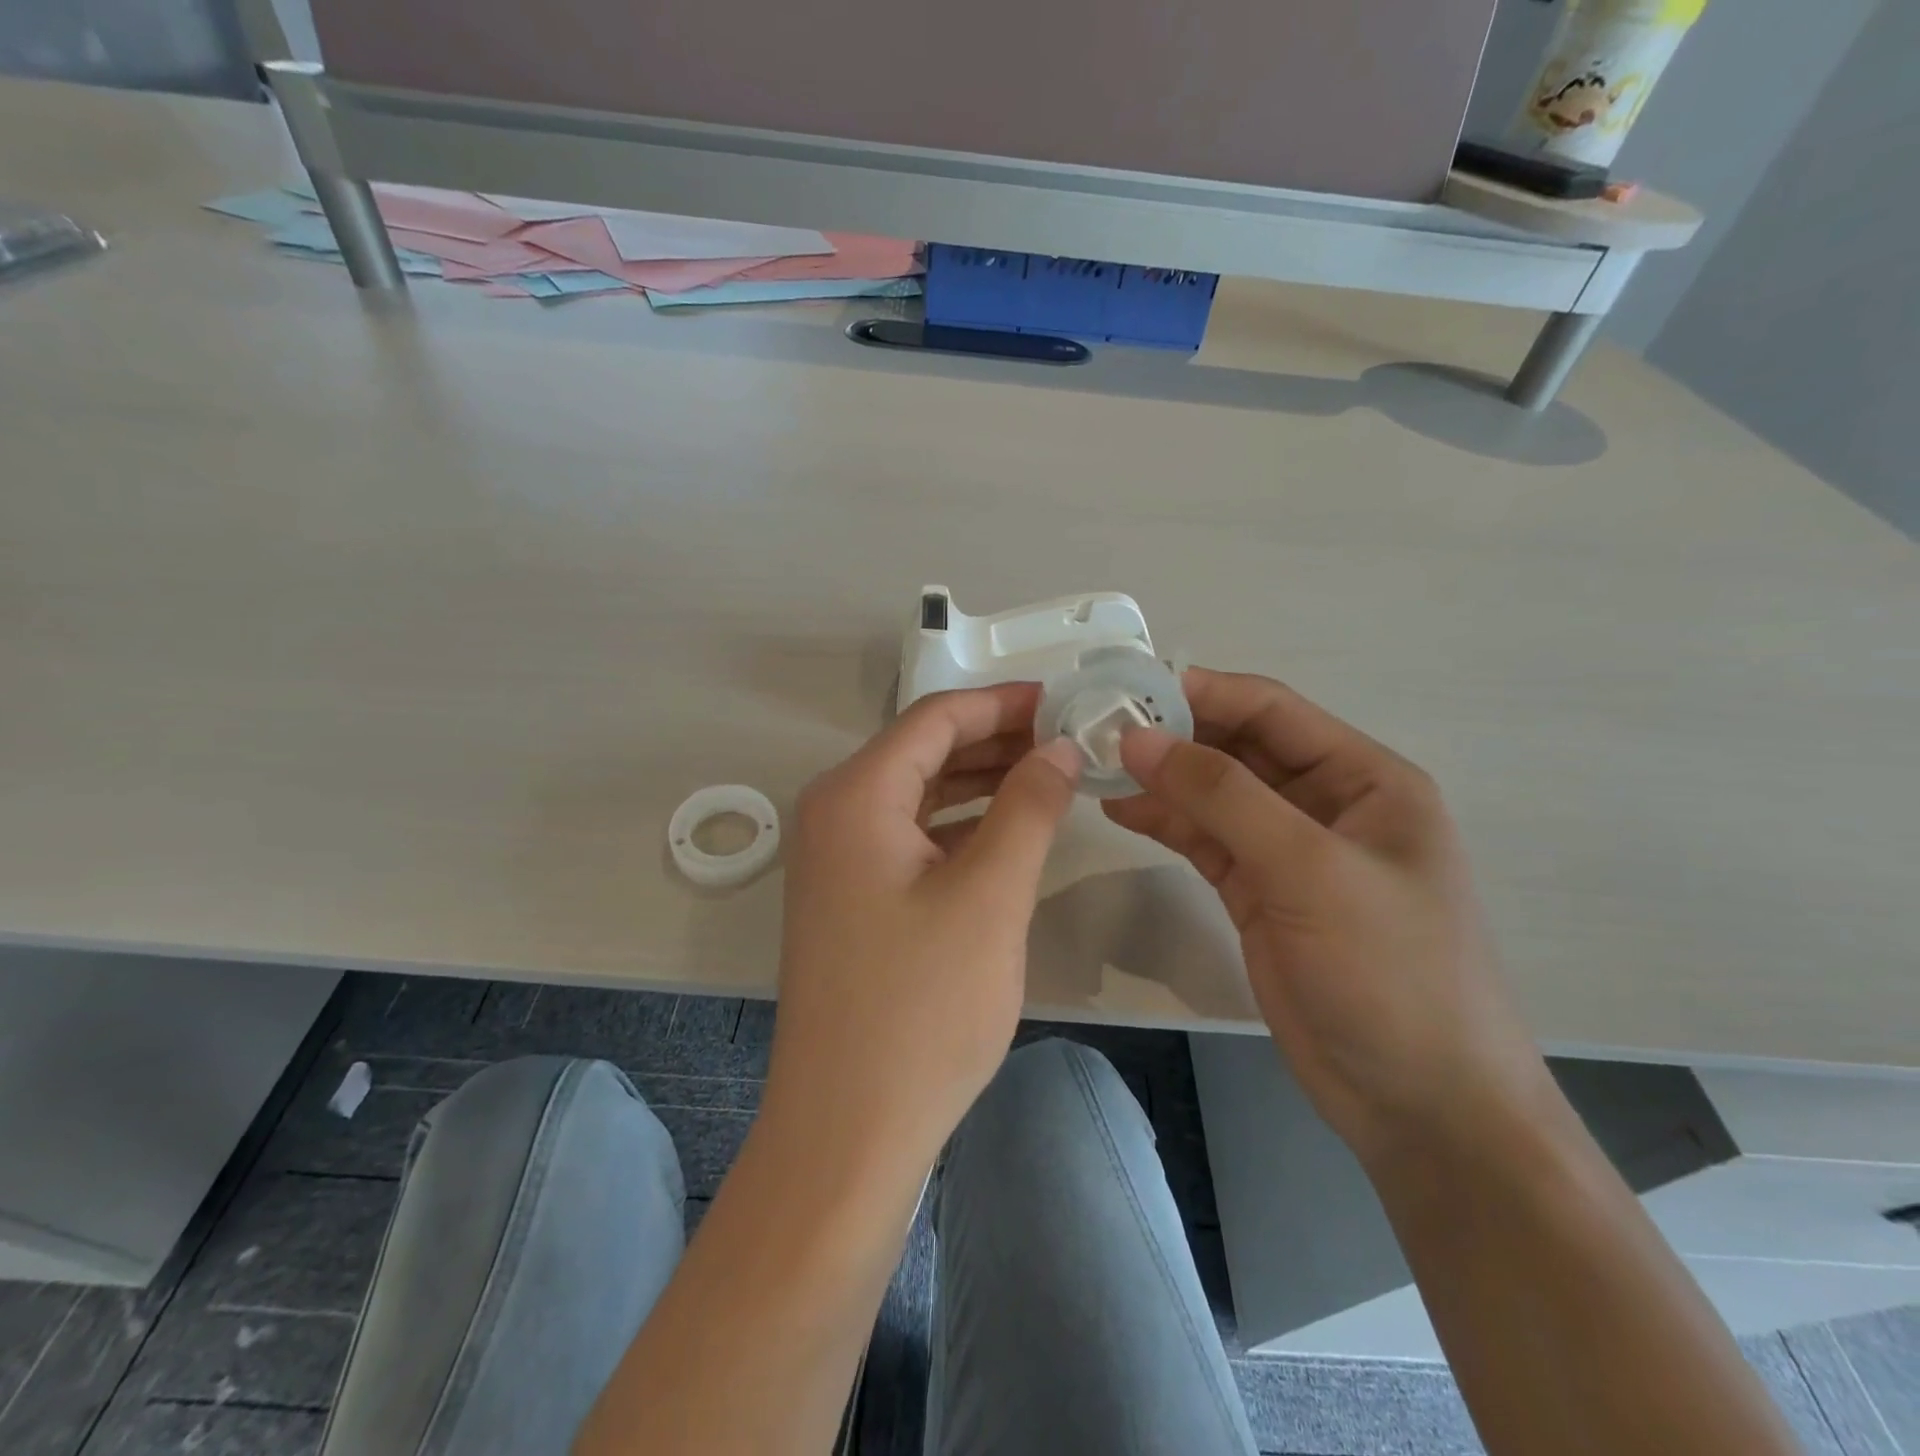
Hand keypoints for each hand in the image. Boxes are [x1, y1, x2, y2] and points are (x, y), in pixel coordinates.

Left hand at [765, 683, 1080, 1172]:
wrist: (847, 1130)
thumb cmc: (920, 1008)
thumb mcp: (989, 896)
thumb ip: (1029, 808)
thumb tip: (1059, 748)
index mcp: (855, 796)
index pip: (936, 719)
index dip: (1003, 704)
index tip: (1064, 700)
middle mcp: (836, 814)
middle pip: (925, 752)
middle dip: (998, 741)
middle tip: (1070, 739)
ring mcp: (839, 860)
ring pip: (921, 796)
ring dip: (983, 782)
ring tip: (1052, 776)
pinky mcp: (853, 900)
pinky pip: (914, 838)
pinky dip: (963, 827)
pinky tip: (1011, 832)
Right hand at [1107, 668, 1551, 1165]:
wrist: (1421, 1105)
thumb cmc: (1390, 972)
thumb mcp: (1308, 870)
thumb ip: (1222, 796)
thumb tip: (1138, 739)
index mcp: (1364, 779)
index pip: (1272, 710)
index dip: (1201, 692)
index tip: (1127, 689)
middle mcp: (1326, 804)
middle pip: (1238, 749)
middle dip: (1173, 736)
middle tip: (1097, 730)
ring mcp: (1290, 852)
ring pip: (1215, 795)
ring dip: (1161, 780)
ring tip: (1094, 768)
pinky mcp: (1260, 893)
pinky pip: (1205, 840)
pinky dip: (1165, 822)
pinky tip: (1120, 810)